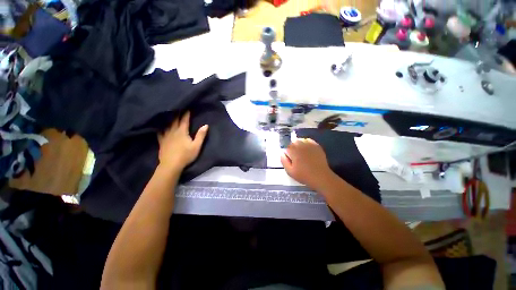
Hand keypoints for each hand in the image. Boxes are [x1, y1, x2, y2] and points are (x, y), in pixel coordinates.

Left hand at [158, 111, 207, 170]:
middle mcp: (173, 131)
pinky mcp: (161, 141)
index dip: (186, 114)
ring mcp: (166, 136)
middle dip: (177, 113)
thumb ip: (201, 135)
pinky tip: (159, 127)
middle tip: (178, 108)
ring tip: (169, 114)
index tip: (188, 108)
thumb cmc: (186, 155)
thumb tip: (206, 125)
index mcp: (182, 131)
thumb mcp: (196, 146)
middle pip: (174, 120)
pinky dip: (160, 128)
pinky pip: (160, 132)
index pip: (184, 120)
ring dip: (169, 119)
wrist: (171, 165)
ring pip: (167, 124)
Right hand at [280, 138, 334, 190]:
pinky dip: (306, 143)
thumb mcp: (290, 171)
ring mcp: (310, 144)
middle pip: (293, 142)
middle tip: (295, 156)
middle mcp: (301, 145)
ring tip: (301, 152)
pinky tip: (307, 149)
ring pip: (300, 140)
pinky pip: (308, 140)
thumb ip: (283, 160)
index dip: (287, 151)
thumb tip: (281, 152)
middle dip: (292, 147)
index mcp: (294, 151)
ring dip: (299, 144)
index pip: (286, 146)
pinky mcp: (316, 146)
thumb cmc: (304, 175)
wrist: (321, 177)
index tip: (289, 157)